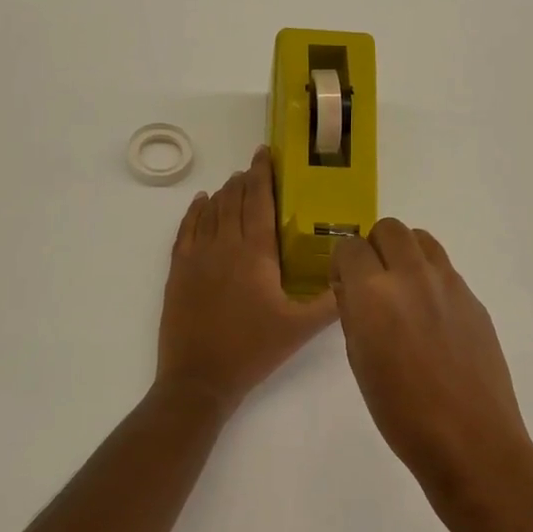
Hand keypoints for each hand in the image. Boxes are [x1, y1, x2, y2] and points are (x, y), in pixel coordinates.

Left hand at [155, 147, 339, 414]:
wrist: (199, 378)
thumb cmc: (253, 350)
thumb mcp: (300, 328)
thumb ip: (330, 302)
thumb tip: (354, 277)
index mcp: (255, 254)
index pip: (259, 201)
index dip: (263, 174)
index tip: (265, 153)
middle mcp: (224, 245)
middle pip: (233, 200)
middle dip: (244, 180)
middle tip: (255, 167)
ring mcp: (197, 256)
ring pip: (210, 211)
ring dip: (223, 193)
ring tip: (234, 181)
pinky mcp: (178, 270)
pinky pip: (186, 229)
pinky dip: (194, 212)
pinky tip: (200, 202)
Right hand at [330, 219, 532, 498]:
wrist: (470, 440)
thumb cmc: (400, 412)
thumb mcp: (359, 361)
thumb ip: (353, 313)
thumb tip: (353, 288)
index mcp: (373, 293)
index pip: (349, 246)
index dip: (343, 264)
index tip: (344, 285)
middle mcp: (412, 275)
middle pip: (389, 228)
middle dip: (374, 248)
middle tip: (373, 282)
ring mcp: (449, 283)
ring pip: (422, 239)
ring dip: (405, 254)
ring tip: (404, 291)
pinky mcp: (473, 298)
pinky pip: (445, 269)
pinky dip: (430, 278)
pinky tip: (433, 319)